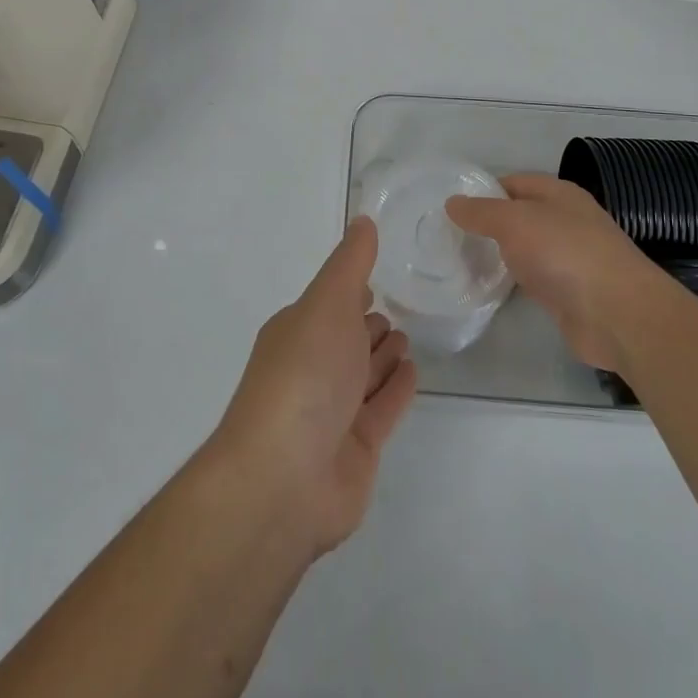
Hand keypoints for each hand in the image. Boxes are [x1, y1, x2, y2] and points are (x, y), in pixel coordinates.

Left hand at [208, 217, 416, 557]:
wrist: (284, 478)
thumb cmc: (304, 376)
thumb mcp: (326, 304)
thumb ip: (350, 264)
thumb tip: (363, 219)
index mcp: (298, 331)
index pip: (330, 302)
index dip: (352, 288)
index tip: (380, 272)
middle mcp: (313, 368)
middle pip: (347, 338)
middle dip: (369, 321)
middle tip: (403, 305)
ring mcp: (334, 411)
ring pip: (366, 372)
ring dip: (384, 353)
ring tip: (409, 335)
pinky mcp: (358, 448)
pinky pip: (383, 407)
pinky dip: (397, 388)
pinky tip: (413, 370)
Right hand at [445, 173, 657, 370]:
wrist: (617, 314)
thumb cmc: (564, 253)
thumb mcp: (514, 222)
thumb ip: (481, 212)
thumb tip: (452, 203)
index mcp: (559, 193)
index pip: (513, 183)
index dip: (482, 192)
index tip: (451, 208)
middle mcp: (566, 220)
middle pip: (519, 216)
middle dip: (487, 224)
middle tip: (448, 237)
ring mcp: (569, 257)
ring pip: (525, 248)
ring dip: (499, 254)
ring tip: (460, 261)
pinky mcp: (568, 292)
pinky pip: (532, 277)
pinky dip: (513, 280)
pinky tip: (489, 287)